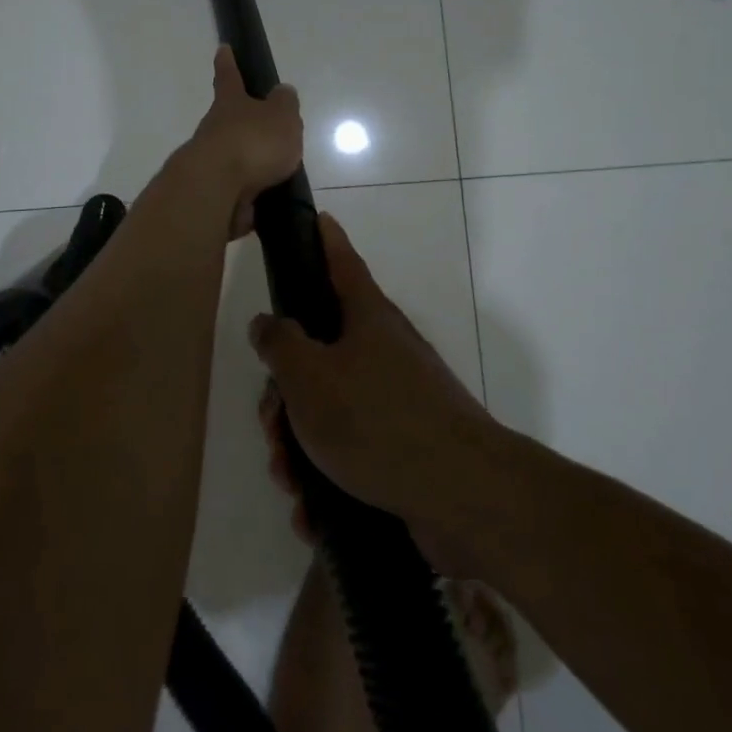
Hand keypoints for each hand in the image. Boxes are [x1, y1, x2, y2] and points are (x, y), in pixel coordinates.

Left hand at [185, 46, 303, 238]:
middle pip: (228, 120)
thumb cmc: (252, 142)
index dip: (227, 63)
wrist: (216, 189)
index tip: (222, 49)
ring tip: (277, 174)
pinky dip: (249, 195)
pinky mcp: (212, 193)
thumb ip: (285, 104)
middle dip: (243, 123)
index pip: (229, 77)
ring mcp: (210, 162)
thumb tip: (282, 92)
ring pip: (232, 157)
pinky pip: (236, 191)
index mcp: (230, 103)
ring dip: (249, 163)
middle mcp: (214, 129)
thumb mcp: (281, 116)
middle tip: (266, 130)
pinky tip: (266, 204)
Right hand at [250, 213, 501, 574]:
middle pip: (320, 354)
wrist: (463, 496)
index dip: (325, 239)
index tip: (318, 217)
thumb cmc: (377, 420)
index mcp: (367, 319)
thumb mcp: (310, 376)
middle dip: (286, 396)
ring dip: (300, 447)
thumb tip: (268, 322)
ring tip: (292, 485)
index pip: (341, 263)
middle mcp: (384, 352)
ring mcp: (397, 402)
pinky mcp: (404, 450)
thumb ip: (280, 343)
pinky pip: (352, 454)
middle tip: (272, 428)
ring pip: (330, 410)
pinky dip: (328, 481)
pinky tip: (313, 514)